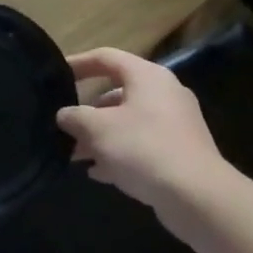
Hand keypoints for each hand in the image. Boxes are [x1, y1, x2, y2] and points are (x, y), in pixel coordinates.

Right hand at [56, 48, 227, 218]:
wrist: (196, 195)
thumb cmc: (142, 149)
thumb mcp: (97, 129)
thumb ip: (74, 116)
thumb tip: (64, 115)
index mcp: (147, 77)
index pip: (106, 57)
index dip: (78, 63)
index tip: (56, 75)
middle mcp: (164, 93)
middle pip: (117, 93)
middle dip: (87, 111)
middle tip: (64, 125)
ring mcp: (175, 123)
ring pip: (128, 122)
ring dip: (100, 136)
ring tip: (75, 154)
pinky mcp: (179, 151)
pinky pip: (141, 144)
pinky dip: (119, 153)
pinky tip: (99, 172)